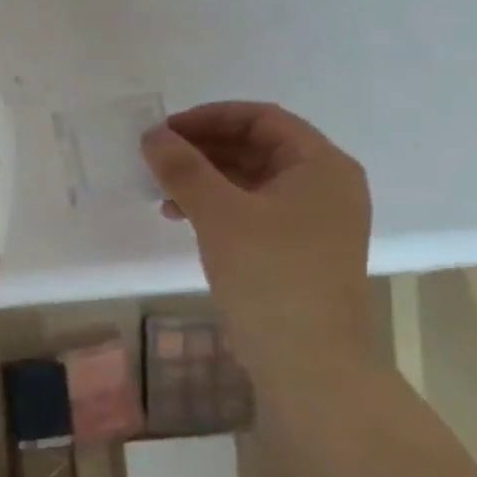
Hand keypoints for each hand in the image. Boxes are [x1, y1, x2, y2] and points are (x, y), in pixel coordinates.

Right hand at [142, 102, 376, 391]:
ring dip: (203, 178)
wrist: (307, 358)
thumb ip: (183, 168)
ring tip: (161, 190)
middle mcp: (323, 185)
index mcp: (320, 166)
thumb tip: (152, 135)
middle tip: (156, 157)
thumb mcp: (219, 213)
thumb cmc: (270, 274)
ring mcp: (312, 219)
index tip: (164, 130)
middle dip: (202, 149)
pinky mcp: (295, 248)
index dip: (210, 118)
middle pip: (256, 147)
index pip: (262, 119)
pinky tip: (180, 217)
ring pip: (249, 180)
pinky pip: (250, 209)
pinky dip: (215, 205)